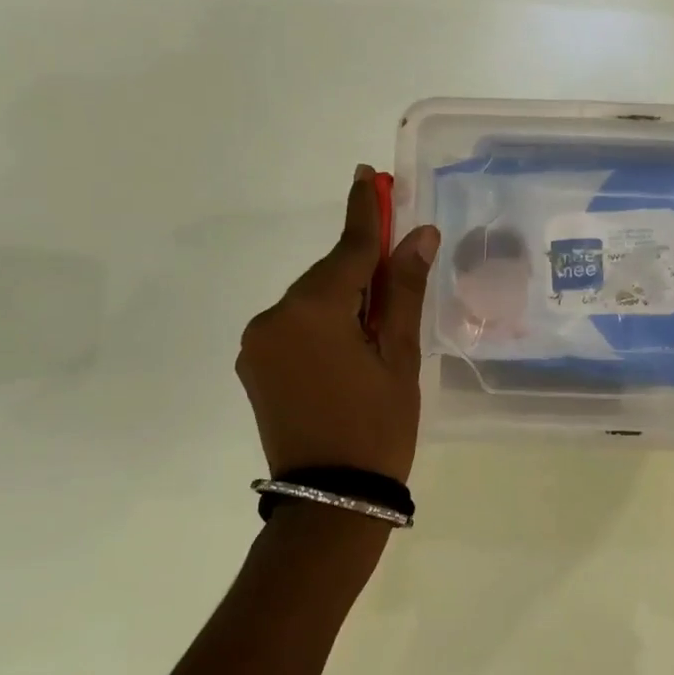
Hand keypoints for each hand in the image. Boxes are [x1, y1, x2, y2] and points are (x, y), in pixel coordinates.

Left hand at [236, 166, 439, 482]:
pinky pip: (295, 325)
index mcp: (313, 310)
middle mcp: (274, 316)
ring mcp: (258, 342)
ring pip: (312, 300)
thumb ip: (404, 289)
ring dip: (344, 299)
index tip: (368, 173)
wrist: (330, 501)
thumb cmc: (378, 426)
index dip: (364, 209)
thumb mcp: (400, 356)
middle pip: (329, 274)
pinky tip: (349, 347)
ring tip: (378, 331)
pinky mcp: (254, 364)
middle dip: (363, 267)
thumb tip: (419, 234)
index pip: (349, 248)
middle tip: (399, 265)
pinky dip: (324, 322)